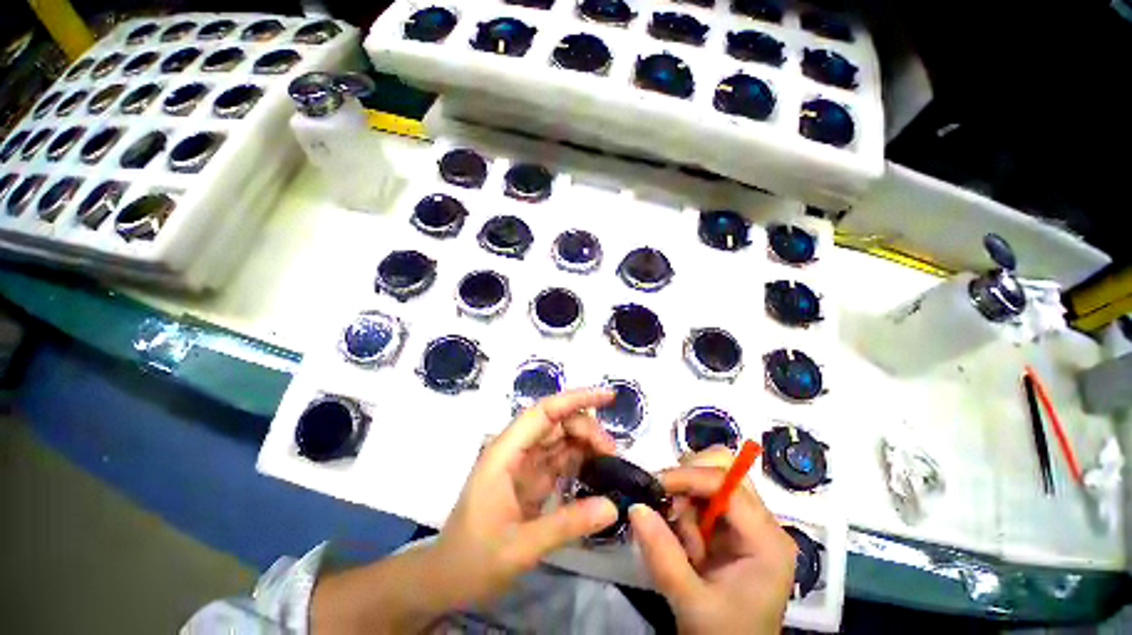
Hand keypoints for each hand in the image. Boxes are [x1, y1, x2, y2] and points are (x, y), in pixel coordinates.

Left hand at [431, 388, 620, 606]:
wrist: (445, 579)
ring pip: (561, 438)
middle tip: (613, 454)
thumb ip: (567, 524)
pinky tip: (597, 471)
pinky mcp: (532, 477)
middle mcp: (515, 449)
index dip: (577, 398)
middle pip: (557, 422)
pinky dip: (580, 460)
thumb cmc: (472, 560)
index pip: (544, 412)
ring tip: (611, 462)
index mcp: (505, 452)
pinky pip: (561, 459)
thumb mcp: (520, 547)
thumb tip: (613, 506)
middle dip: (587, 429)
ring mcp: (524, 462)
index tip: (608, 396)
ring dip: (587, 443)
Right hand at [629, 448, 796, 634]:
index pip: (727, 484)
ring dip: (686, 497)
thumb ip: (663, 555)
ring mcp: (747, 522)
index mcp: (766, 540)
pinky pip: (703, 497)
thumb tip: (635, 506)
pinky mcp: (731, 526)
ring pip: (710, 477)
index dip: (688, 476)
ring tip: (682, 539)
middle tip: (669, 508)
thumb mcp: (691, 603)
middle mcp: (762, 522)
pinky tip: (686, 541)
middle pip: (724, 468)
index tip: (654, 485)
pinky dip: (685, 508)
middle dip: (689, 480)